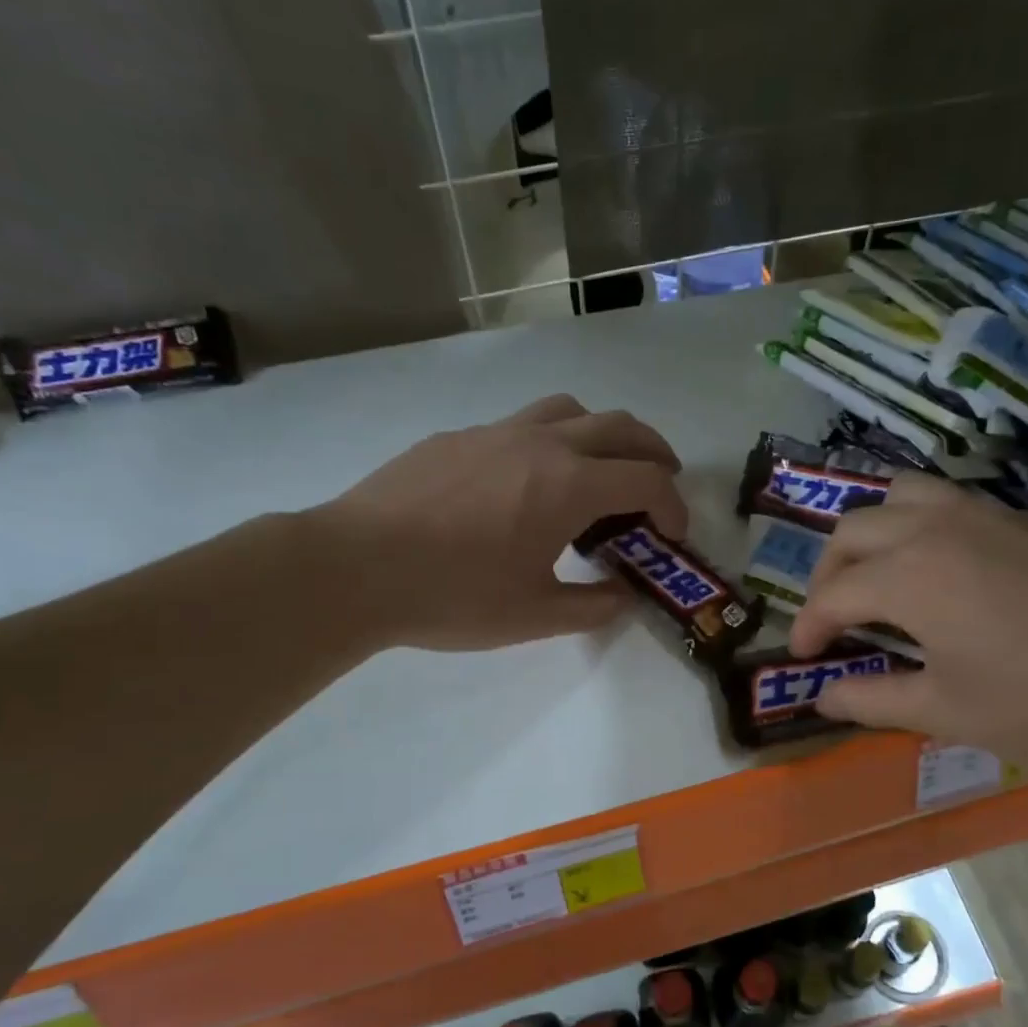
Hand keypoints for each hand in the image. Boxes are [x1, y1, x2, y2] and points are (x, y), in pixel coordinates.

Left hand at [309, 394, 689, 651]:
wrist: (354, 567)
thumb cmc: (452, 596)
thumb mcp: (533, 616)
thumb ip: (591, 607)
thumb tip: (623, 597)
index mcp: (568, 486)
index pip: (646, 479)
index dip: (673, 505)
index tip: (673, 534)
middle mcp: (541, 443)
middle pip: (620, 426)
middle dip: (654, 452)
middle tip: (660, 481)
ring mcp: (495, 432)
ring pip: (568, 410)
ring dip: (601, 433)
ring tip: (599, 469)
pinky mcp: (457, 437)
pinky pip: (519, 425)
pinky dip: (546, 443)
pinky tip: (523, 484)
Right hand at [788, 475, 1027, 778]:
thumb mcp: (945, 712)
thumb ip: (872, 699)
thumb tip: (824, 698)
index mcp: (909, 574)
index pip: (834, 594)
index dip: (809, 626)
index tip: (804, 658)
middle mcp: (938, 526)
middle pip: (854, 529)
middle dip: (829, 573)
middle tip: (833, 619)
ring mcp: (988, 514)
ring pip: (902, 496)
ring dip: (873, 533)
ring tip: (878, 578)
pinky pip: (950, 503)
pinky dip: (920, 527)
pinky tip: (942, 574)